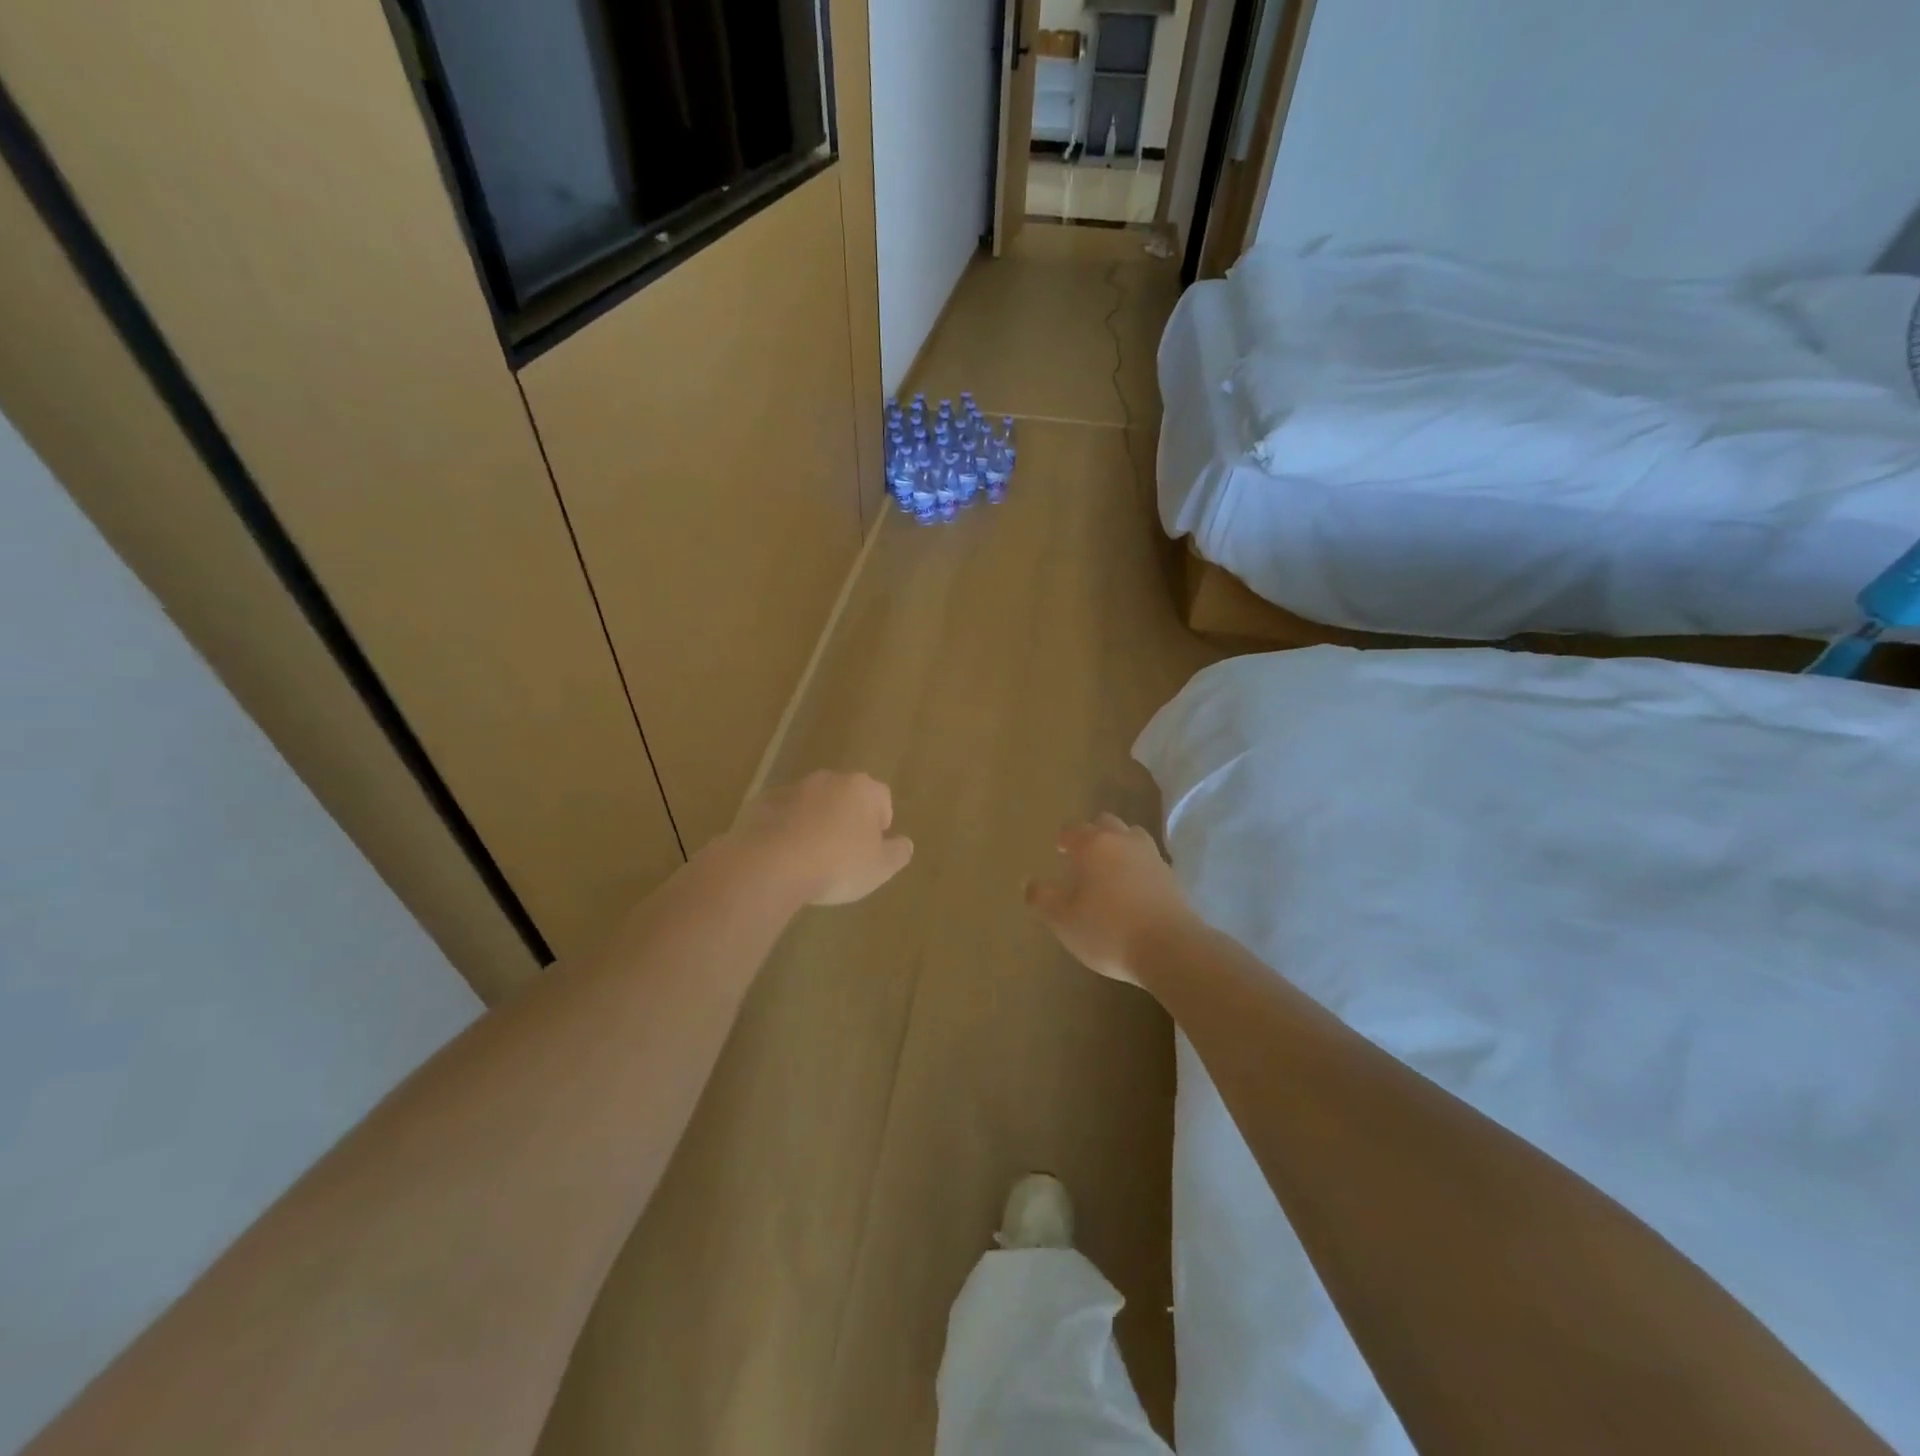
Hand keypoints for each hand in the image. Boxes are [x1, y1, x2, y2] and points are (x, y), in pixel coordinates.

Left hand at [732, 770, 913, 905]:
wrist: (771, 865)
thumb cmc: (837, 864)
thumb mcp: (880, 868)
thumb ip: (898, 853)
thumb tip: (904, 843)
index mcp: (862, 789)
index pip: (881, 797)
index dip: (881, 821)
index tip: (874, 846)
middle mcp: (828, 780)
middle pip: (845, 795)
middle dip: (847, 818)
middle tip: (845, 852)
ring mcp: (791, 789)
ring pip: (812, 803)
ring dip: (815, 822)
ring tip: (811, 857)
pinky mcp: (760, 803)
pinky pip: (782, 815)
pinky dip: (786, 830)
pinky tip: (784, 857)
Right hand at [1025, 813, 1195, 985]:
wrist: (1171, 949)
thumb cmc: (1108, 930)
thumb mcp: (1063, 919)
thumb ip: (1042, 898)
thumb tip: (1028, 882)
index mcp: (1094, 845)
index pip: (1073, 829)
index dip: (1063, 837)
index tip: (1058, 847)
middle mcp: (1124, 842)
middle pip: (1107, 824)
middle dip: (1093, 834)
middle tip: (1082, 854)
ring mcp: (1152, 857)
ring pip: (1132, 838)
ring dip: (1119, 845)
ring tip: (1109, 868)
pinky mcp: (1172, 878)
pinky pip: (1149, 861)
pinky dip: (1137, 867)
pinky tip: (1132, 887)